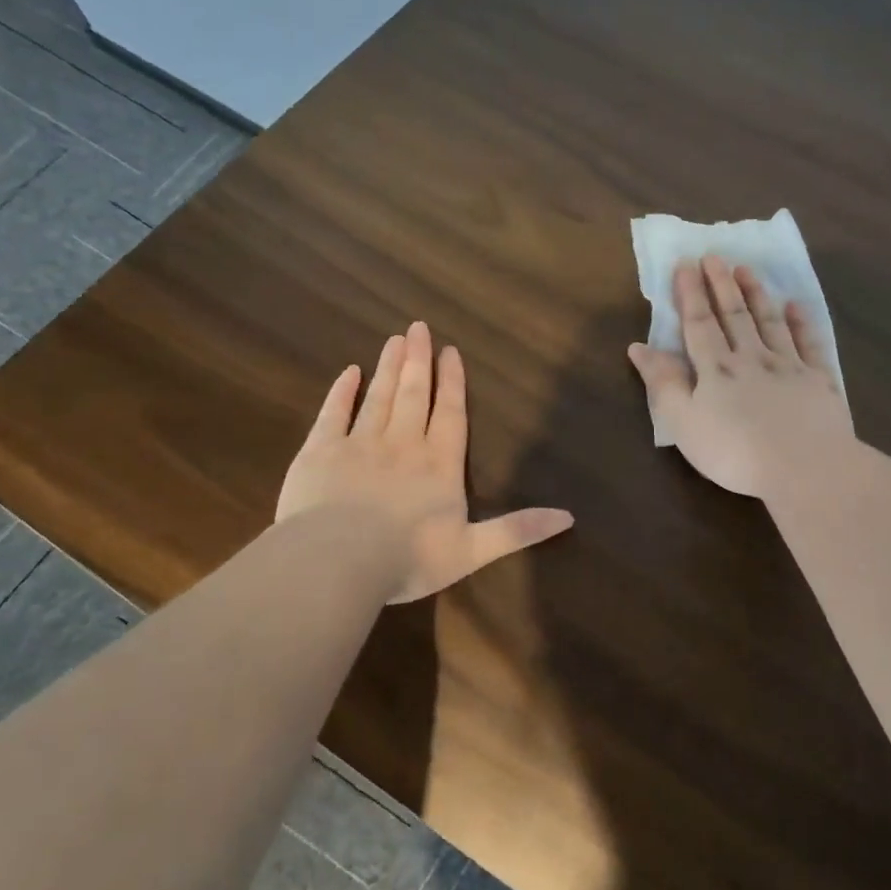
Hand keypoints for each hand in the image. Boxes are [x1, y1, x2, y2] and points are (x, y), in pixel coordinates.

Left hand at [278, 322, 573, 602]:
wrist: (338, 562)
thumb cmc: (408, 558)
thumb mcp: (473, 551)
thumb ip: (518, 530)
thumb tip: (569, 517)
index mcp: (439, 466)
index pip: (450, 415)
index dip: (452, 383)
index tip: (450, 351)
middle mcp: (403, 445)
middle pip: (414, 395)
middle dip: (418, 361)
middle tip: (418, 327)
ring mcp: (359, 444)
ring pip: (378, 397)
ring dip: (389, 367)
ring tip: (395, 339)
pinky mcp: (320, 452)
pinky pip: (333, 413)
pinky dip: (342, 392)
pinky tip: (349, 373)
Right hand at [628, 256, 854, 498]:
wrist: (804, 467)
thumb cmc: (734, 452)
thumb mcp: (684, 423)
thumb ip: (663, 384)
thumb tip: (639, 347)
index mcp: (717, 369)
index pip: (699, 323)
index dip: (690, 293)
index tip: (685, 264)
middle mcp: (752, 358)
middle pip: (734, 315)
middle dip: (722, 284)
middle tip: (715, 256)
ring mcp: (789, 366)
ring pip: (770, 322)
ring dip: (757, 294)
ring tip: (747, 269)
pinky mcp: (819, 381)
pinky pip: (809, 343)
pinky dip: (801, 322)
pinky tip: (796, 306)